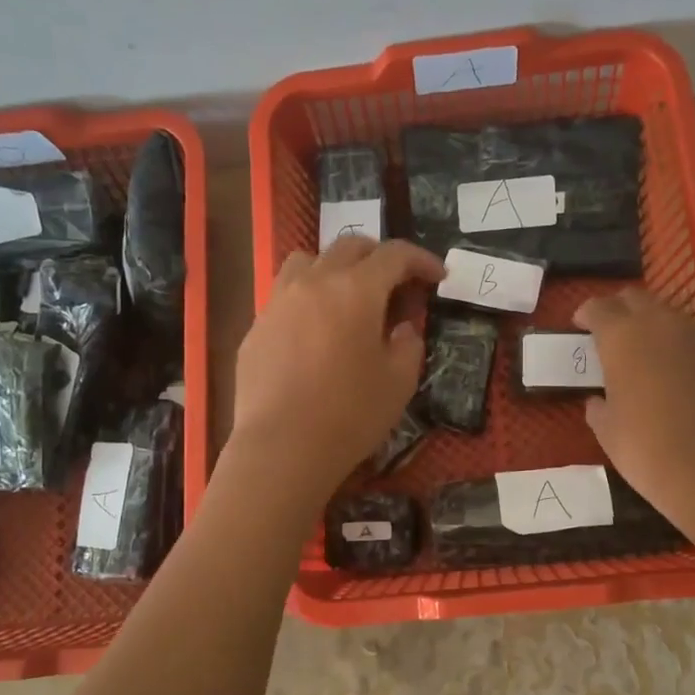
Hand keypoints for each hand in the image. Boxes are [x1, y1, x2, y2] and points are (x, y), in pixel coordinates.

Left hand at [230, 236, 446, 504]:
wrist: (282, 447)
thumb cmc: (350, 414)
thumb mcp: (399, 382)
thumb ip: (408, 344)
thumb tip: (401, 327)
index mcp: (356, 290)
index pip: (394, 255)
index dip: (421, 260)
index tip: (438, 275)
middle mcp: (314, 283)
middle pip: (349, 246)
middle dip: (380, 257)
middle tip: (397, 283)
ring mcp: (278, 302)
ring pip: (307, 260)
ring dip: (335, 267)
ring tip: (347, 295)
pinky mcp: (256, 328)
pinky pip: (284, 295)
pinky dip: (307, 298)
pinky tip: (314, 331)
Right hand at [574, 287, 694, 533]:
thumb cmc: (646, 449)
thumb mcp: (606, 429)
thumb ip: (598, 405)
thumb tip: (598, 400)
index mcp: (622, 337)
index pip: (598, 307)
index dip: (585, 314)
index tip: (578, 326)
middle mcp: (660, 325)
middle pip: (634, 298)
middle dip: (617, 309)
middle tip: (607, 333)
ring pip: (666, 314)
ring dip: (648, 323)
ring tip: (639, 351)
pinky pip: (689, 338)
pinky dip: (674, 345)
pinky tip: (670, 372)